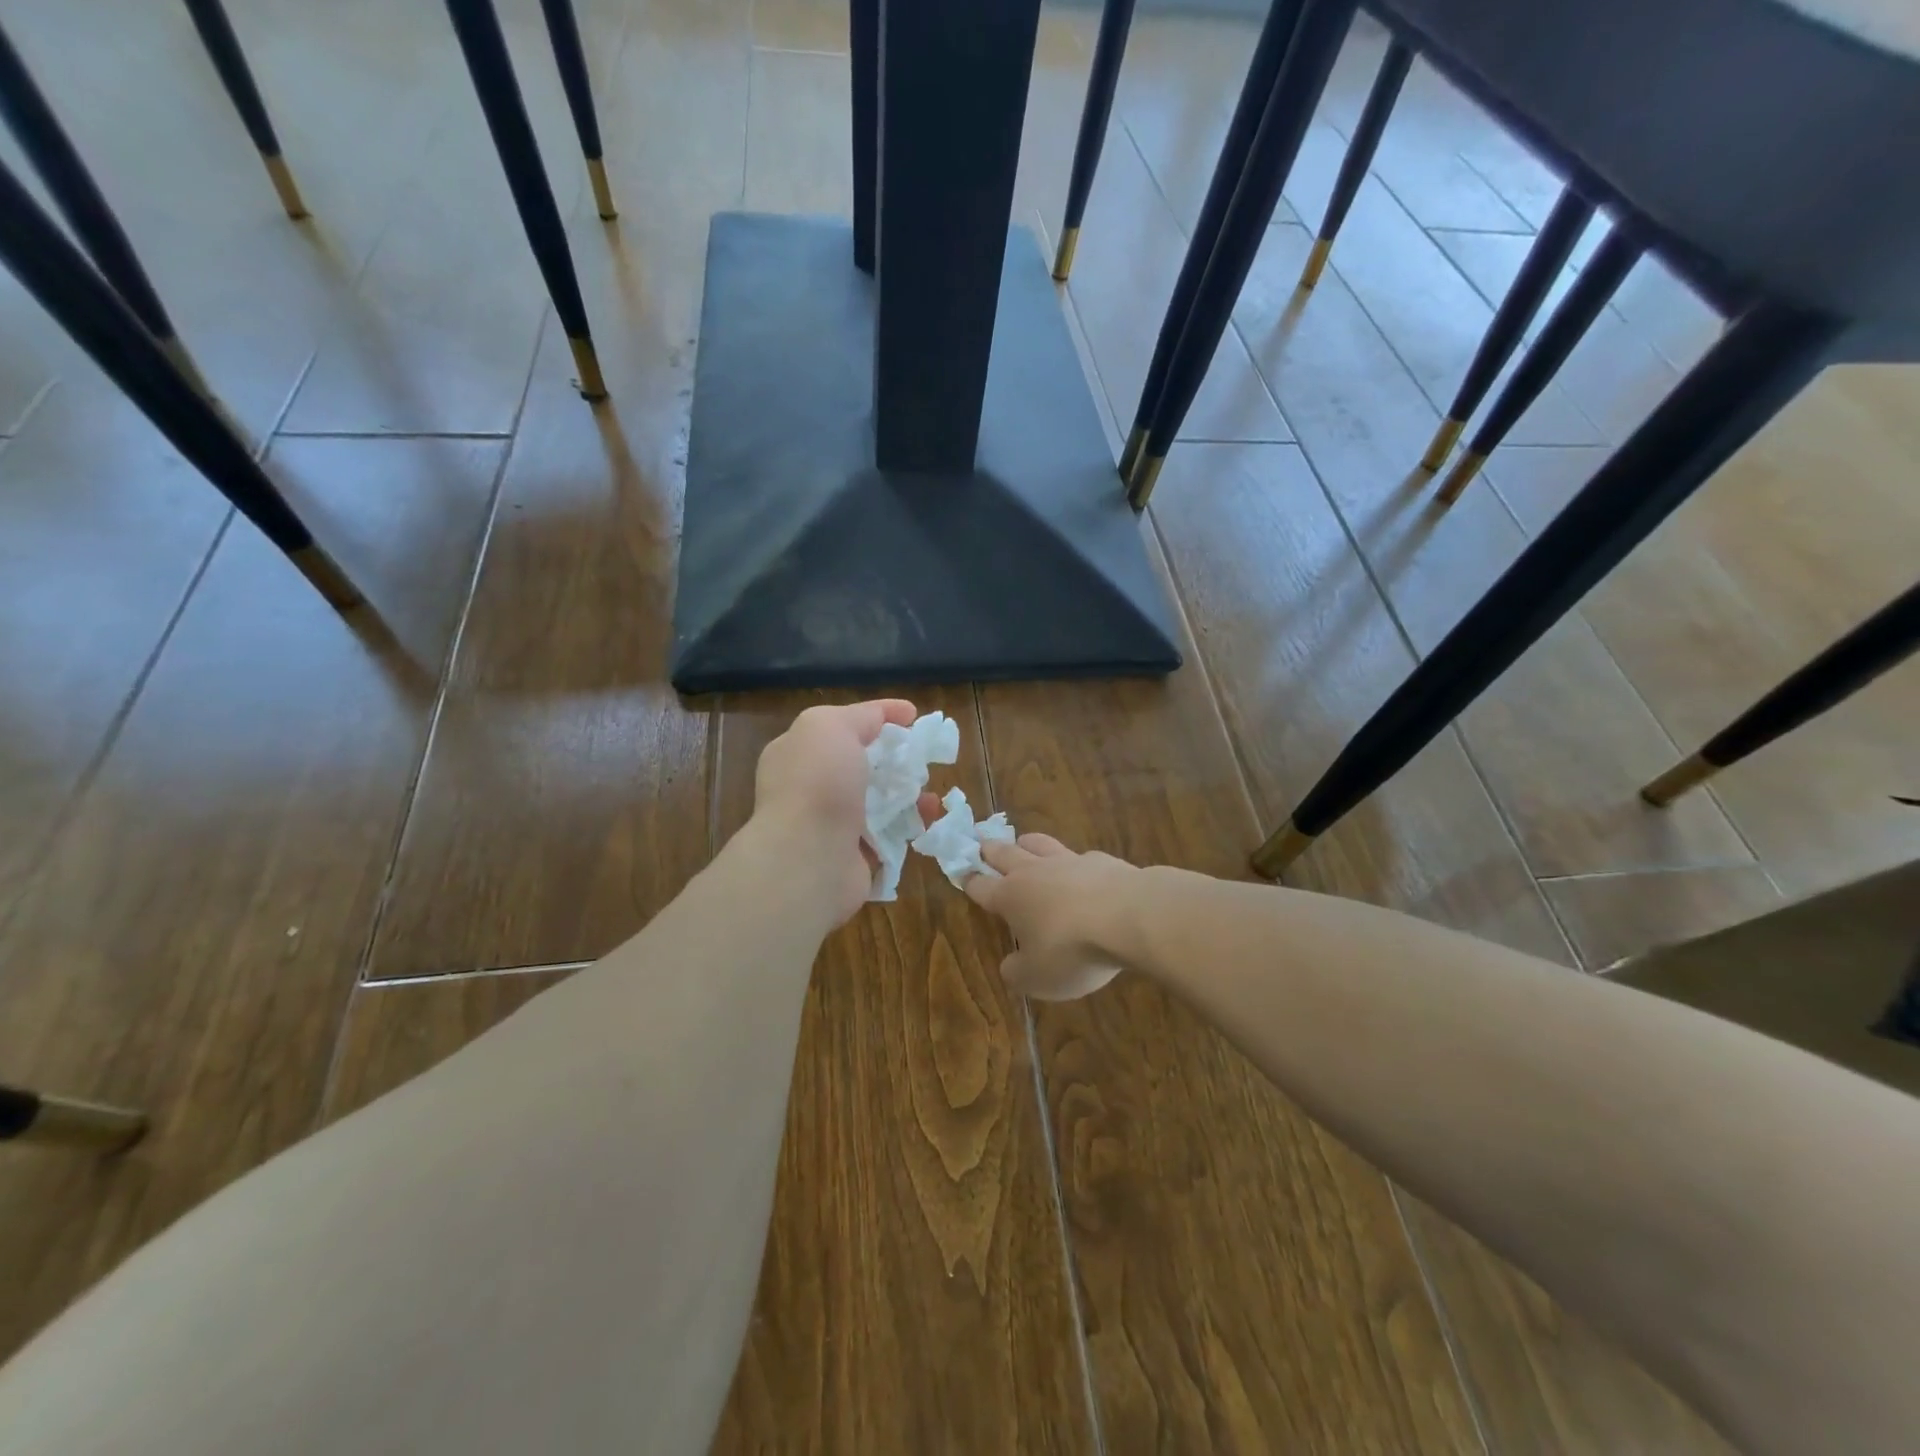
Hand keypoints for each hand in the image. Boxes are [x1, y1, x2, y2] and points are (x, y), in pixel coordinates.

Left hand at [751, 698, 919, 925]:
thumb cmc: (817, 784)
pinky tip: (930, 816)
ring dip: (908, 793)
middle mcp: (811, 788)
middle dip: (895, 759)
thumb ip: (860, 716)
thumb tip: (889, 716)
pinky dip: (912, 824)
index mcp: (798, 753)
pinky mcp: (854, 857)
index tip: (912, 716)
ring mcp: (831, 825)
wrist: (809, 859)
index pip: (840, 727)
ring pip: (878, 802)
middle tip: (923, 757)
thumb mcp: (831, 726)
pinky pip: (889, 834)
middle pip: (862, 766)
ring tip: (930, 791)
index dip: (877, 717)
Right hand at [964, 834, 1139, 999]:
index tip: (960, 872)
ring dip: (1026, 842)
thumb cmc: (1072, 950)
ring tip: (1022, 841)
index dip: (969, 881)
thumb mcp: (1037, 978)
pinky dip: (1074, 862)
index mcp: (1010, 897)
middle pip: (1004, 853)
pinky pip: (1079, 857)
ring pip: (1039, 843)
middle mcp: (1034, 872)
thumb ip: (1017, 972)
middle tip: (980, 842)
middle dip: (989, 849)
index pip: (981, 886)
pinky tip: (1082, 870)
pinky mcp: (1100, 861)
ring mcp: (1068, 861)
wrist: (1128, 916)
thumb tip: (1010, 966)